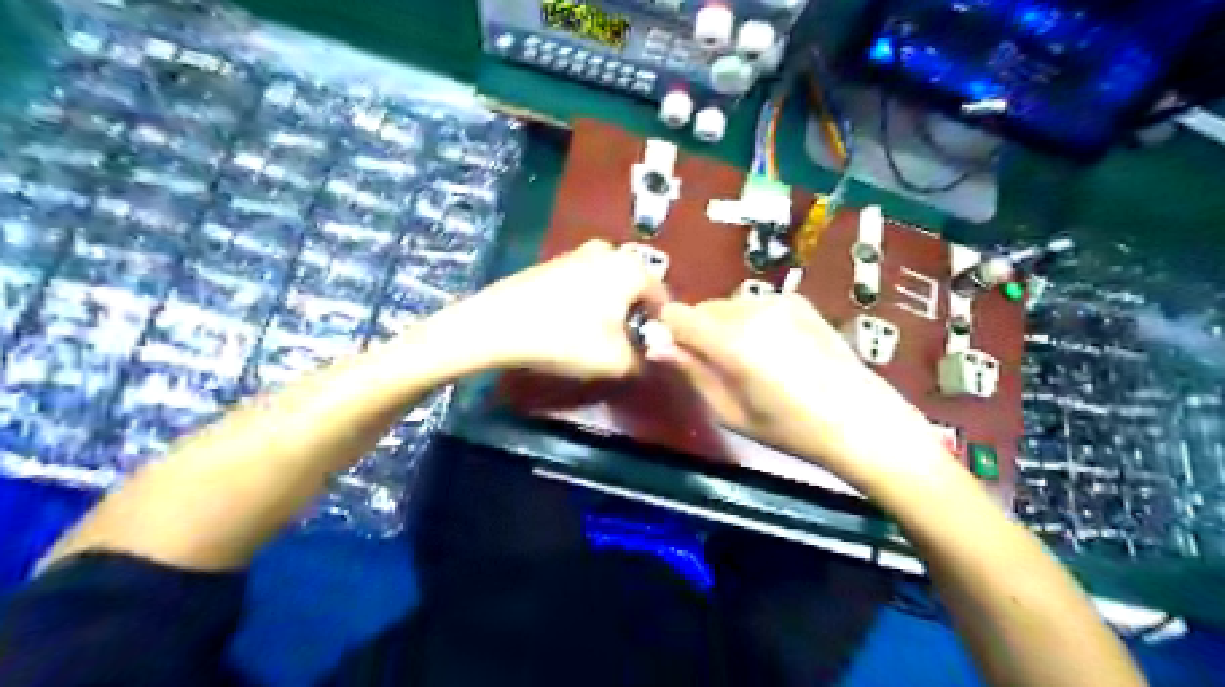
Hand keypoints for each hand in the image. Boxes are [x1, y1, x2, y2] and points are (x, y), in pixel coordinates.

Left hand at [441, 239, 664, 379]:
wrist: (498, 323)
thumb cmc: (565, 338)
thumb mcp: (616, 361)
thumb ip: (646, 359)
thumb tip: (653, 354)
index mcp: (632, 266)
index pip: (664, 300)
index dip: (660, 330)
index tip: (647, 352)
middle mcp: (611, 250)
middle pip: (637, 290)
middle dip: (635, 318)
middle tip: (622, 346)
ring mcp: (580, 252)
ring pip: (612, 286)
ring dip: (612, 310)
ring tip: (596, 338)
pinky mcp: (556, 261)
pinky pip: (589, 283)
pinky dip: (590, 302)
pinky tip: (572, 324)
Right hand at [662, 294, 946, 486]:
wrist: (860, 419)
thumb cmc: (790, 429)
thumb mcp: (730, 412)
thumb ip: (691, 372)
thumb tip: (655, 345)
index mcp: (732, 341)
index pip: (677, 314)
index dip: (670, 332)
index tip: (678, 356)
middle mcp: (752, 309)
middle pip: (702, 308)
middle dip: (698, 331)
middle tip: (717, 368)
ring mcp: (778, 301)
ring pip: (728, 305)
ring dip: (724, 327)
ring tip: (749, 362)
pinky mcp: (797, 301)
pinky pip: (754, 305)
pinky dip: (749, 322)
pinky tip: (773, 351)